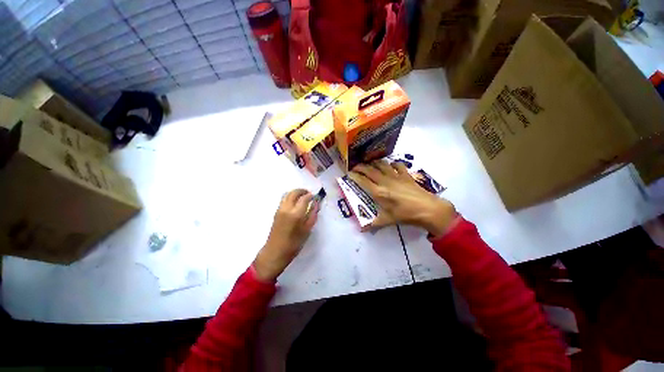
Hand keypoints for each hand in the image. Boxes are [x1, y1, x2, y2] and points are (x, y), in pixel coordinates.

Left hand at [254, 189, 319, 280]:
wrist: (275, 252)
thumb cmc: (294, 244)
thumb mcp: (307, 230)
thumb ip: (312, 215)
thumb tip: (316, 204)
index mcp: (295, 214)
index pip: (304, 198)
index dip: (310, 195)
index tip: (315, 196)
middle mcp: (286, 208)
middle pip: (294, 193)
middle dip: (302, 191)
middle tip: (309, 194)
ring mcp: (280, 209)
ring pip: (287, 194)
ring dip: (295, 193)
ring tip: (302, 197)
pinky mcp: (276, 212)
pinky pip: (284, 199)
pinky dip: (290, 197)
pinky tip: (295, 203)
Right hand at [349, 160, 456, 235]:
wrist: (428, 209)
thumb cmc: (406, 215)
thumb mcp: (388, 220)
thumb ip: (374, 224)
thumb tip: (362, 231)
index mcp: (379, 192)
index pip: (363, 181)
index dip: (354, 176)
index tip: (349, 173)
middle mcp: (385, 181)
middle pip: (370, 170)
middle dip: (361, 166)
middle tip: (356, 166)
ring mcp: (396, 176)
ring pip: (382, 164)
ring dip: (375, 163)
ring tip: (370, 164)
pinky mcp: (406, 175)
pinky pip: (398, 165)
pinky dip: (393, 163)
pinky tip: (391, 165)